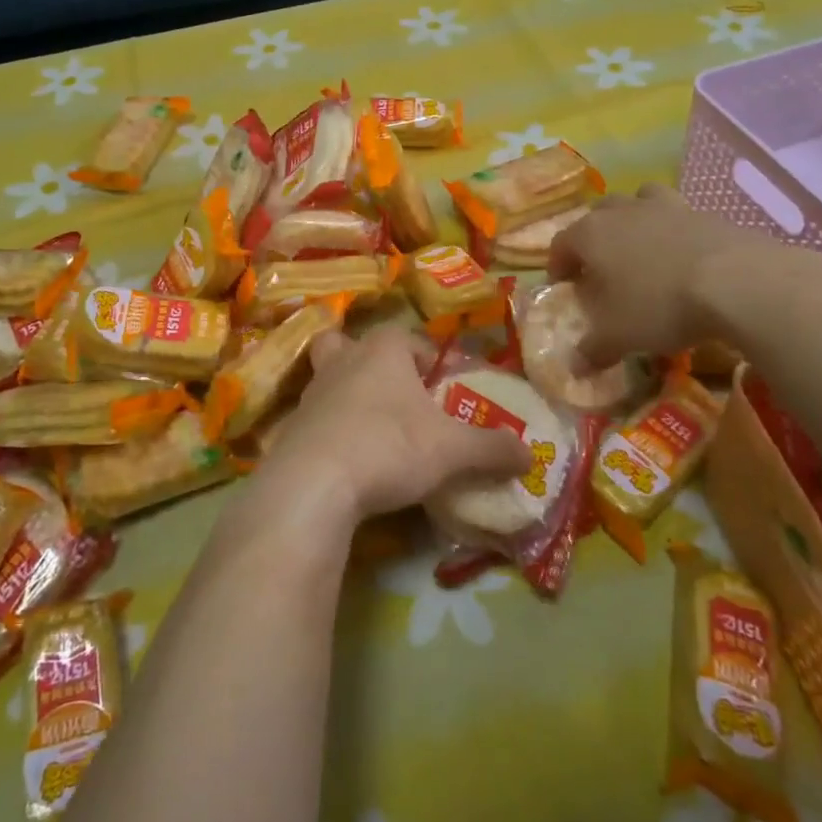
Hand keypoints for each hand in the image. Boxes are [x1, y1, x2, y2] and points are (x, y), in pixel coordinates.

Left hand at [254, 326, 530, 525]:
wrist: (314, 483)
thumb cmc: (390, 446)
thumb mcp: (452, 451)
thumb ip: (491, 449)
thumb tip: (530, 455)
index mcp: (382, 350)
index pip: (407, 338)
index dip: (427, 358)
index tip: (442, 385)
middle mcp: (343, 360)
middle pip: (351, 343)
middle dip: (370, 361)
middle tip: (393, 392)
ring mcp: (312, 392)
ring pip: (328, 377)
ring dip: (348, 393)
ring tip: (372, 427)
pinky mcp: (292, 426)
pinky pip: (315, 417)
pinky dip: (331, 428)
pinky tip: (348, 457)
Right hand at [547, 183, 776, 367]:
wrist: (738, 281)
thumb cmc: (660, 305)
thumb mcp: (619, 336)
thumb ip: (593, 349)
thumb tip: (574, 366)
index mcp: (591, 235)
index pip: (561, 243)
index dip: (558, 265)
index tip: (563, 286)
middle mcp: (623, 212)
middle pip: (597, 215)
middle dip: (594, 238)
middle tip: (602, 268)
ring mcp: (665, 207)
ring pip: (638, 201)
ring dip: (633, 220)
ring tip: (641, 248)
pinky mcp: (704, 213)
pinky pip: (678, 215)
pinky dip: (673, 230)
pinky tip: (684, 257)